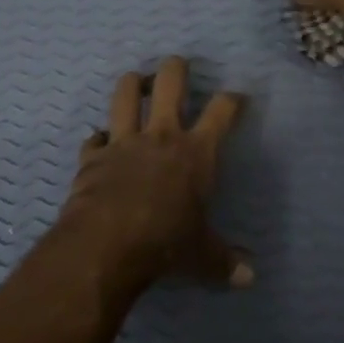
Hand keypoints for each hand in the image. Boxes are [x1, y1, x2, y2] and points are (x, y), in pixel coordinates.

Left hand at [57, 55, 252, 288]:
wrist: (107, 244)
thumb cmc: (166, 244)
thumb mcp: (202, 256)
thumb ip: (225, 262)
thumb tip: (250, 279)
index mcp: (196, 152)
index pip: (222, 112)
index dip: (232, 100)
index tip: (236, 97)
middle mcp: (161, 136)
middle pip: (170, 83)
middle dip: (176, 68)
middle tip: (178, 64)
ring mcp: (123, 141)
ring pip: (125, 94)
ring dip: (131, 84)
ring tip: (135, 81)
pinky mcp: (93, 156)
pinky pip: (94, 138)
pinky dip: (99, 138)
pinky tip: (100, 142)